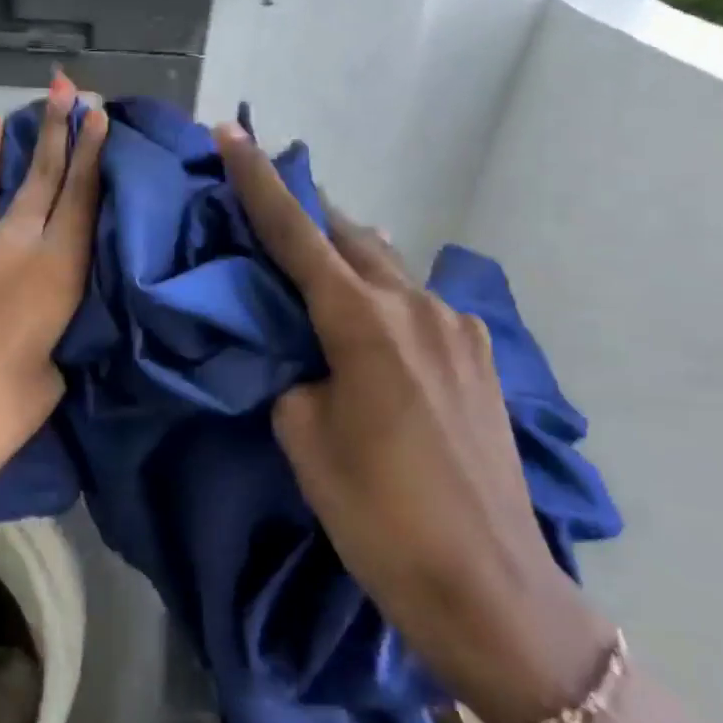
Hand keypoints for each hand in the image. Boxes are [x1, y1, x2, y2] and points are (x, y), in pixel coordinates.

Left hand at [0, 75, 106, 561]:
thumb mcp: (44, 387)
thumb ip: (52, 340)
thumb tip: (41, 320)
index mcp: (50, 277)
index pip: (79, 200)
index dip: (92, 154)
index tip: (98, 113)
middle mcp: (6, 251)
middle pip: (38, 179)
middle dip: (56, 131)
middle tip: (67, 87)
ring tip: (3, 116)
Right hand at [215, 123, 614, 722]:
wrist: (490, 589)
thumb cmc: (377, 516)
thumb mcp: (304, 438)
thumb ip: (294, 375)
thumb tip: (305, 356)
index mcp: (362, 323)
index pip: (295, 234)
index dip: (258, 182)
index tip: (233, 133)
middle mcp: (415, 307)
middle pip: (347, 236)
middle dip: (302, 214)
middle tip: (263, 204)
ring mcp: (458, 329)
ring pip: (386, 265)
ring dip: (344, 253)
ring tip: (311, 262)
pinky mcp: (481, 358)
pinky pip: (416, 301)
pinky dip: (379, 292)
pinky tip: (367, 319)